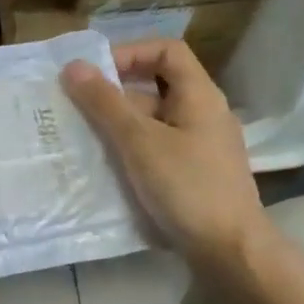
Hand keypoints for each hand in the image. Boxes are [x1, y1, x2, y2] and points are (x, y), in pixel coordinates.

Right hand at [61, 39, 266, 260]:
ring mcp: (200, 147)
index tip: (96, 73)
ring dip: (118, 124)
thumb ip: (105, 103)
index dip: (130, 53)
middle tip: (77, 106)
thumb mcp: (139, 142)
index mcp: (200, 96)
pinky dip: (130, 150)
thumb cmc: (187, 187)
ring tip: (82, 136)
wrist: (230, 252)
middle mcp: (203, 115)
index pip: (167, 51)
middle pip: (156, 86)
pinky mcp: (193, 175)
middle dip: (115, 93)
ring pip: (153, 121)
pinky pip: (157, 148)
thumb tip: (73, 66)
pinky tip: (105, 166)